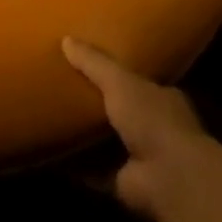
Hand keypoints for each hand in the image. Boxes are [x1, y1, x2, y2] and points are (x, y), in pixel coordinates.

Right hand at [63, 37, 219, 221]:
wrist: (170, 179)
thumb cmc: (153, 120)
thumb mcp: (120, 81)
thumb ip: (94, 62)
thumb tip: (66, 39)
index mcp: (163, 99)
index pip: (139, 82)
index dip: (116, 74)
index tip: (87, 64)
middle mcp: (157, 128)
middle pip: (122, 112)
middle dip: (97, 104)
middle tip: (62, 89)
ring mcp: (143, 159)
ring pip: (109, 142)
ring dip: (86, 136)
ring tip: (52, 119)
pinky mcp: (126, 183)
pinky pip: (95, 170)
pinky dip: (77, 165)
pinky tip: (52, 153)